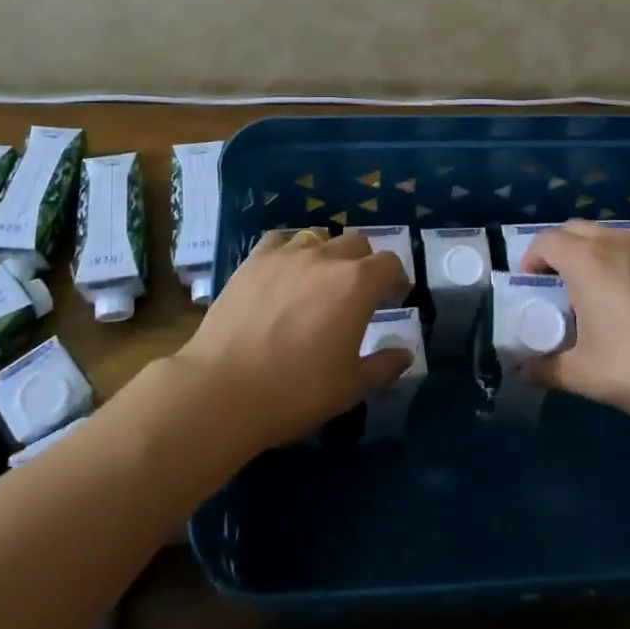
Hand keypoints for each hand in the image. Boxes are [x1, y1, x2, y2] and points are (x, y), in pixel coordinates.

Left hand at [175, 229, 413, 450]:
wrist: (224, 389)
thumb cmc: (297, 391)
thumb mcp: (351, 387)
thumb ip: (384, 365)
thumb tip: (405, 353)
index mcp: (357, 284)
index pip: (389, 264)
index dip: (397, 279)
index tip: (395, 298)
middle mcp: (325, 258)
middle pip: (356, 244)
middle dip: (365, 264)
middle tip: (359, 293)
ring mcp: (286, 255)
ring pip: (319, 237)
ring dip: (328, 254)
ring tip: (320, 280)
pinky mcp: (253, 260)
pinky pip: (280, 240)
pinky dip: (290, 249)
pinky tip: (285, 270)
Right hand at [519, 220, 629, 427]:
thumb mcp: (588, 375)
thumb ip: (548, 370)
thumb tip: (523, 371)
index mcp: (588, 261)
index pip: (546, 241)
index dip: (530, 259)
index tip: (528, 287)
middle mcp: (615, 244)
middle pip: (573, 230)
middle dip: (556, 250)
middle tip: (553, 287)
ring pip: (605, 236)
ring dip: (586, 253)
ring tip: (588, 294)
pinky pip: (629, 249)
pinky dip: (614, 261)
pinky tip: (625, 302)